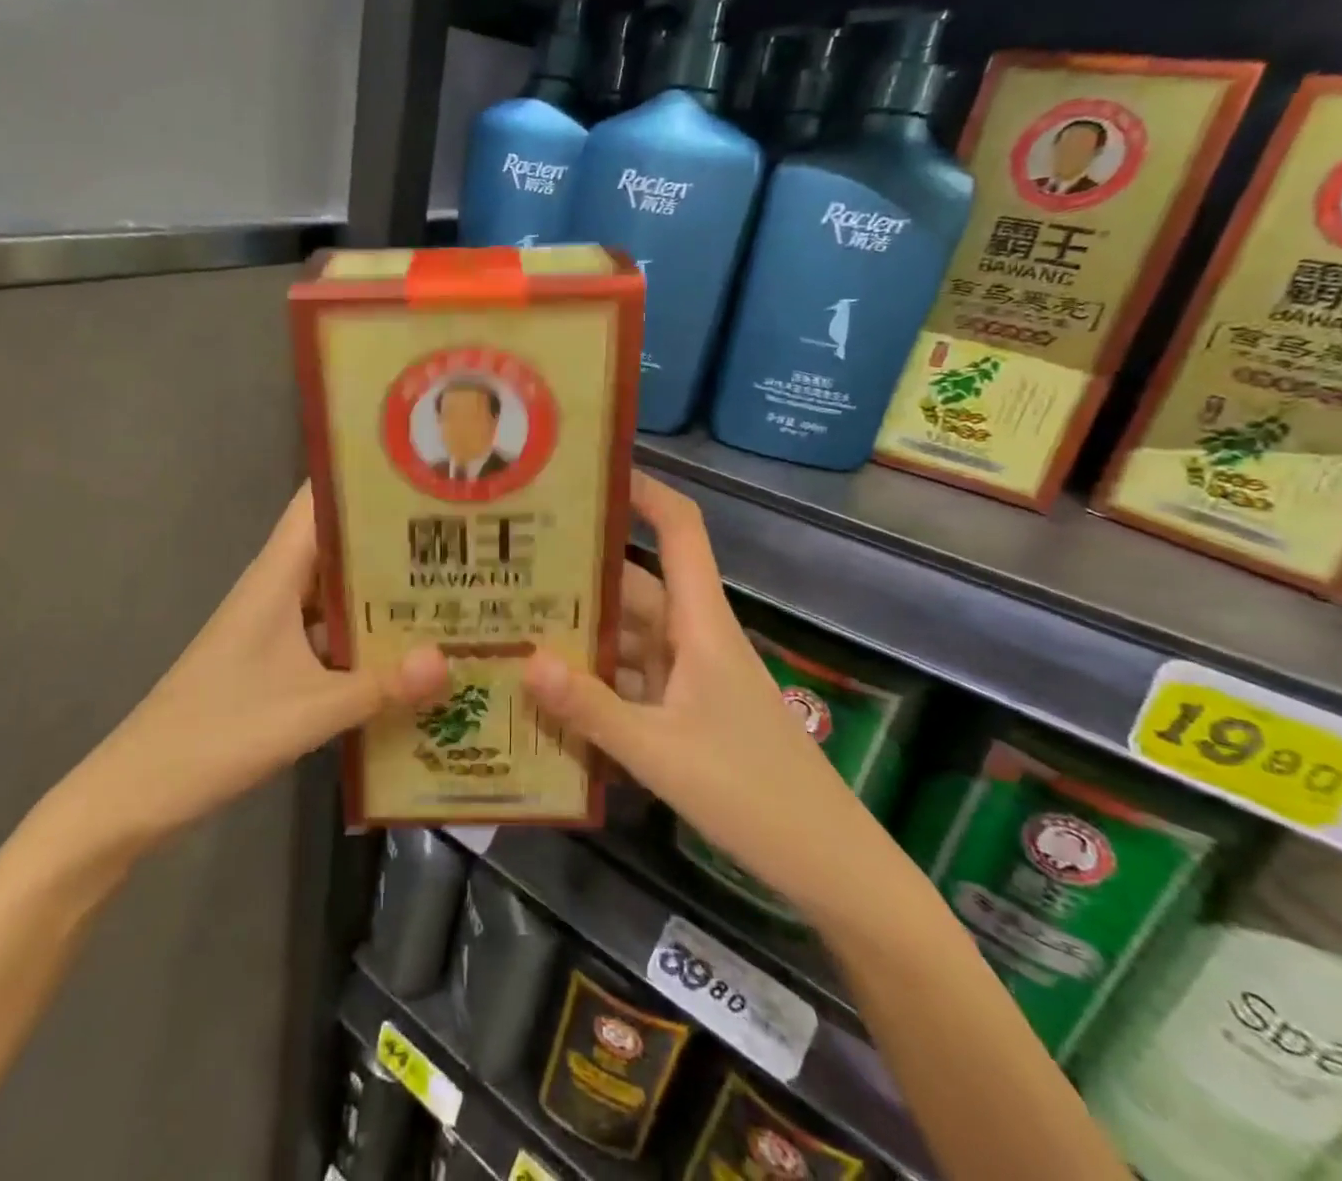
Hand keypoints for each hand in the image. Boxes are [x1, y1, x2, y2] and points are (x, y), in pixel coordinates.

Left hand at [44, 486, 447, 867]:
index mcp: (276, 577)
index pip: (317, 503)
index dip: (362, 479)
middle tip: (457, 535)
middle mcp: (275, 589)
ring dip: (381, 589)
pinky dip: (363, 633)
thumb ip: (380, 686)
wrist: (140, 789)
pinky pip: (329, 631)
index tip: (419, 474)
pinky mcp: (274, 660)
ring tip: (447, 584)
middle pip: (337, 545)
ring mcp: (274, 626)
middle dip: (391, 538)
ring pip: (335, 591)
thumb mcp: (309, 711)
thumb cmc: (218, 732)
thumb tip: (449, 660)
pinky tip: (406, 649)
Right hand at [525, 473, 878, 913]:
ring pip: (628, 638)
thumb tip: (525, 660)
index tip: (591, 475)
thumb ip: (591, 708)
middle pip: (635, 587)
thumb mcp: (661, 752)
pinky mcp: (687, 714)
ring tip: (515, 625)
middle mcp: (694, 639)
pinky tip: (551, 695)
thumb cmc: (752, 793)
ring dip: (582, 634)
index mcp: (700, 624)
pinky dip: (596, 682)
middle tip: (513, 566)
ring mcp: (690, 678)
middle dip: (580, 575)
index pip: (680, 532)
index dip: (645, 492)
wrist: (828, 865)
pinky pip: (632, 681)